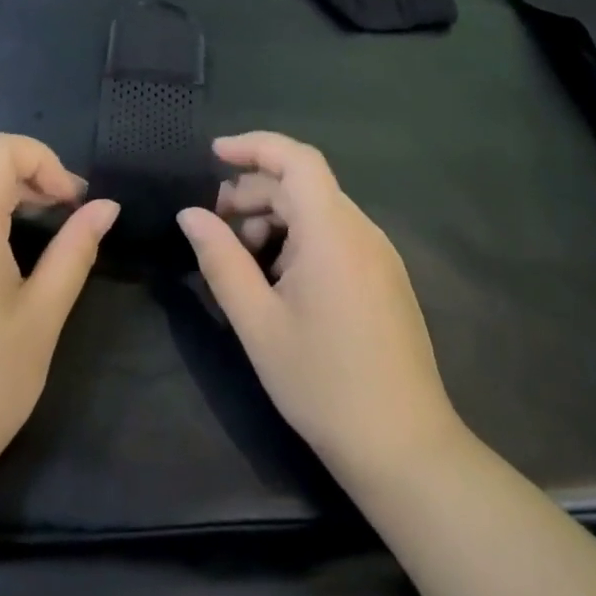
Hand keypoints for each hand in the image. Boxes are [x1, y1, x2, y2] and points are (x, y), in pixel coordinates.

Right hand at [177, 132, 461, 481]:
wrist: (405, 450)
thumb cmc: (323, 384)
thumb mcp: (258, 323)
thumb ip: (221, 260)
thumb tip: (190, 215)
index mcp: (333, 231)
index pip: (296, 158)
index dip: (254, 146)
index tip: (213, 154)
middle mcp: (362, 230)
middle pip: (302, 185)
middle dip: (254, 193)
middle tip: (215, 227)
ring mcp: (379, 254)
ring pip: (318, 210)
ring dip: (275, 218)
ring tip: (243, 260)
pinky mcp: (386, 277)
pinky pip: (336, 235)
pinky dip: (300, 239)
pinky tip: (278, 280)